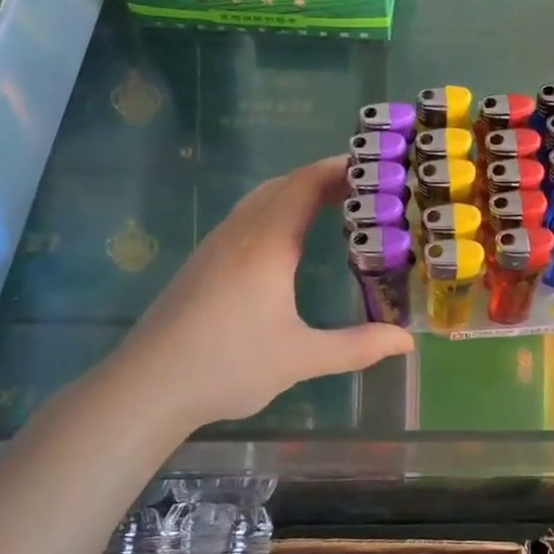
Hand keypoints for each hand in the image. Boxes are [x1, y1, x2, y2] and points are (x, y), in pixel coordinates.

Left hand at [94, 157, 412, 430]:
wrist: (146, 387)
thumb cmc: (229, 365)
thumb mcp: (301, 358)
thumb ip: (358, 347)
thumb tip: (406, 341)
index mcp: (267, 244)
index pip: (305, 184)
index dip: (339, 169)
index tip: (373, 167)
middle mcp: (239, 233)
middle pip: (283, 184)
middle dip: (323, 178)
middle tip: (363, 188)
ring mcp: (214, 246)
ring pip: (260, 200)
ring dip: (295, 192)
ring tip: (331, 206)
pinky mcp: (201, 263)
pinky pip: (244, 218)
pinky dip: (275, 211)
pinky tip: (284, 242)